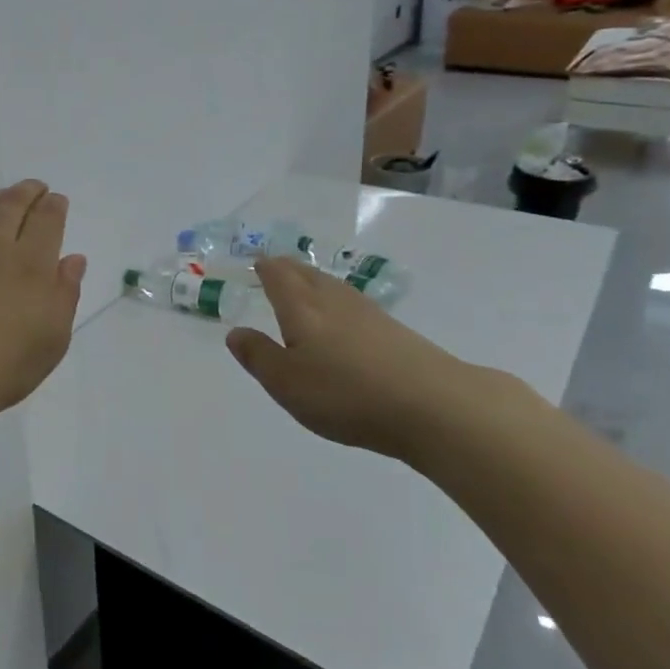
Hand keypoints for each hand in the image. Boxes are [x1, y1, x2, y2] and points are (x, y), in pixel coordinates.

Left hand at [0, 180, 88, 431]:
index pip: (46, 220)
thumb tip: (72, 259)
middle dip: (28, 191)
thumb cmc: (4, 365)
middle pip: (13, 205)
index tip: (57, 200)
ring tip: (5, 196)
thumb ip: (65, 293)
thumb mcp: (52, 339)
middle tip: (36, 188)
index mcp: (31, 264)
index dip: (54, 206)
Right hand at [225, 257, 489, 460]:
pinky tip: (343, 317)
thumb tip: (235, 332)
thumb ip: (258, 355)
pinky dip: (338, 302)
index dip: (265, 267)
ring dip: (314, 281)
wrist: (434, 405)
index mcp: (301, 307)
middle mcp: (333, 300)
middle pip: (306, 274)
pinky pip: (353, 304)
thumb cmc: (346, 393)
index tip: (256, 263)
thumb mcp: (286, 383)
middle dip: (288, 268)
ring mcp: (368, 313)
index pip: (278, 275)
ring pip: (333, 286)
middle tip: (275, 267)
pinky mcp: (395, 331)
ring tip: (304, 286)